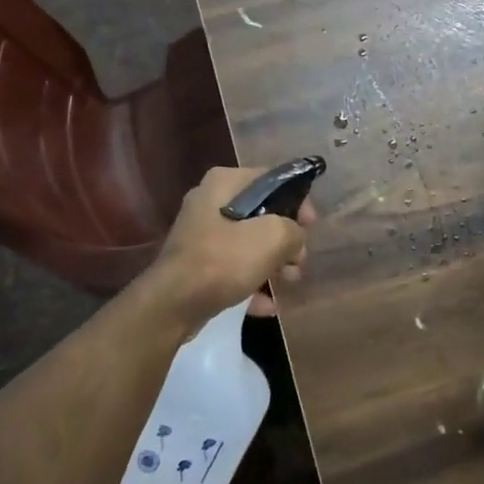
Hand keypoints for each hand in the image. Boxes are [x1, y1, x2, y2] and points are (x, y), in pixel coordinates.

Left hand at [140, 166, 315, 332]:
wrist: (173, 304)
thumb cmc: (224, 259)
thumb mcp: (272, 237)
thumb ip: (293, 230)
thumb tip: (295, 237)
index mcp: (224, 182)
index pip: (271, 179)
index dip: (297, 201)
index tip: (311, 227)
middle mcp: (209, 201)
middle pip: (261, 213)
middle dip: (285, 239)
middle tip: (299, 260)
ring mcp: (200, 234)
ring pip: (248, 242)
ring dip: (272, 262)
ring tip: (289, 283)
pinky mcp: (196, 264)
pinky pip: (232, 267)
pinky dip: (251, 281)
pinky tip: (267, 304)